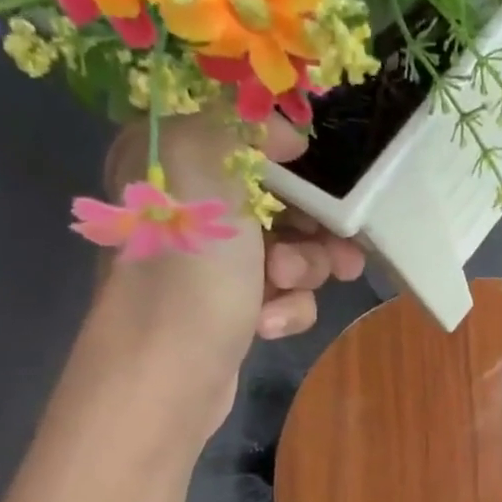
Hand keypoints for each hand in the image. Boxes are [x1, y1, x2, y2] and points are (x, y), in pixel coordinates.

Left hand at [90, 110, 364, 434]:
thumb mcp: (204, 166)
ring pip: (291, 249)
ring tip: (286, 287)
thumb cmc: (189, 269)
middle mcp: (187, 205)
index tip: (319, 177)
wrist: (167, 375)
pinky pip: (282, 294)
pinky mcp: (232, 308)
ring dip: (305, 269)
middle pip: (280, 198)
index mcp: (167, 158)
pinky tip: (268, 325)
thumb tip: (286, 136)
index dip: (290, 155)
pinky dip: (286, 308)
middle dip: (313, 225)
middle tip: (334, 246)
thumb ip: (242, 126)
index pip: (243, 135)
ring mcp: (211, 263)